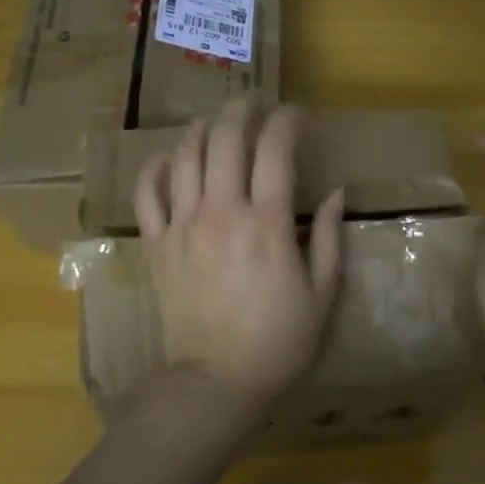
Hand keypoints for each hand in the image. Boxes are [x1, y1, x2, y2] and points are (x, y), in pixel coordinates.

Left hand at [134, 101, 345, 405]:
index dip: (286, 122)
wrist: (218, 379)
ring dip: (202, 129)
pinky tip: (167, 157)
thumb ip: (331, 239)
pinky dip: (155, 168)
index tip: (296, 114)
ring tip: (216, 122)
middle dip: (242, 111)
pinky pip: (147, 193)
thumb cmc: (279, 339)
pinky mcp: (157, 244)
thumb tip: (337, 193)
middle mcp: (222, 212)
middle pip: (226, 140)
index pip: (275, 151)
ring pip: (185, 157)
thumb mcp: (323, 293)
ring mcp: (183, 225)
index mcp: (267, 223)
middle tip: (255, 104)